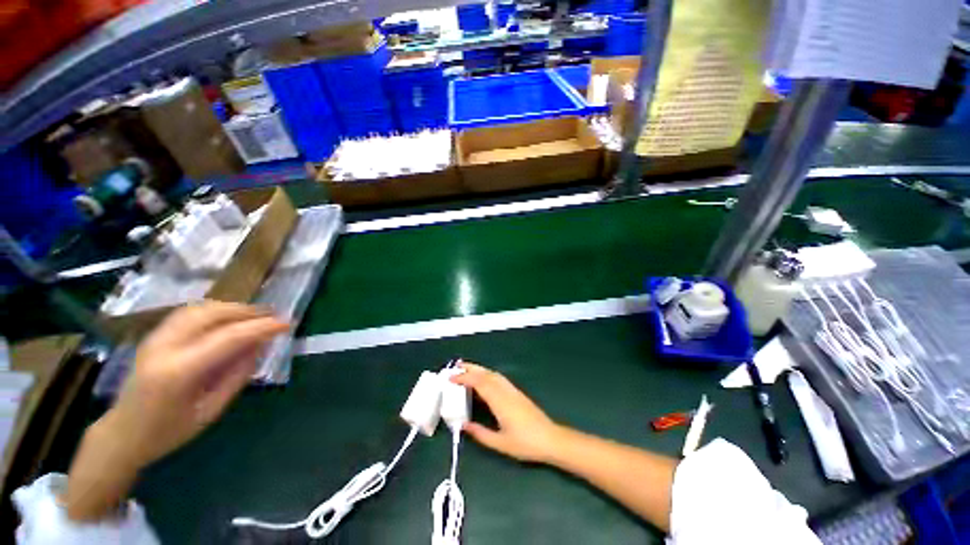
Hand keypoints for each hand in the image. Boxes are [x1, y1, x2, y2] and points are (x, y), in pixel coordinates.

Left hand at [63, 301, 287, 520]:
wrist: (123, 434)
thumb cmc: (169, 431)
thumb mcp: (211, 410)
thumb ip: (237, 374)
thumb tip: (260, 345)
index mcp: (179, 371)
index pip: (229, 337)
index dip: (262, 327)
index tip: (287, 324)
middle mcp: (164, 347)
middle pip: (212, 314)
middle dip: (247, 311)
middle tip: (272, 316)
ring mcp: (155, 338)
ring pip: (199, 308)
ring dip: (232, 308)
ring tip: (254, 315)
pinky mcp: (153, 336)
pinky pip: (188, 313)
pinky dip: (214, 310)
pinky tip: (227, 317)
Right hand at [451, 362, 561, 462]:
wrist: (550, 438)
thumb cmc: (525, 443)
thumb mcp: (500, 443)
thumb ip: (480, 433)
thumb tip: (463, 425)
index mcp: (500, 401)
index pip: (479, 383)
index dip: (465, 378)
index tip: (451, 378)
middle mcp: (505, 391)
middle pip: (486, 374)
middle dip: (470, 368)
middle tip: (455, 367)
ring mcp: (512, 390)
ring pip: (493, 374)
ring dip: (479, 369)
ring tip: (466, 369)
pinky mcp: (516, 392)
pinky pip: (499, 378)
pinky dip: (487, 374)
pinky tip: (483, 378)